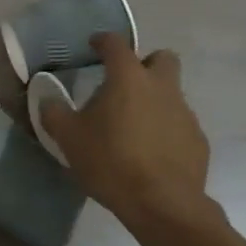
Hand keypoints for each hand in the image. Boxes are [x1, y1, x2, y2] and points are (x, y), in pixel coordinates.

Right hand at [38, 34, 213, 234]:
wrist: (163, 204)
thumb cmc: (111, 162)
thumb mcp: (69, 139)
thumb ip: (54, 113)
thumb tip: (47, 98)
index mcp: (129, 78)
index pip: (116, 44)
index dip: (103, 41)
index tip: (94, 45)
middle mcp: (162, 87)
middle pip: (162, 58)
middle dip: (145, 64)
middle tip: (125, 84)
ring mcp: (185, 113)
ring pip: (172, 94)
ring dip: (154, 101)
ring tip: (133, 128)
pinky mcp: (198, 140)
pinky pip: (180, 124)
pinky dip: (166, 130)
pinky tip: (151, 153)